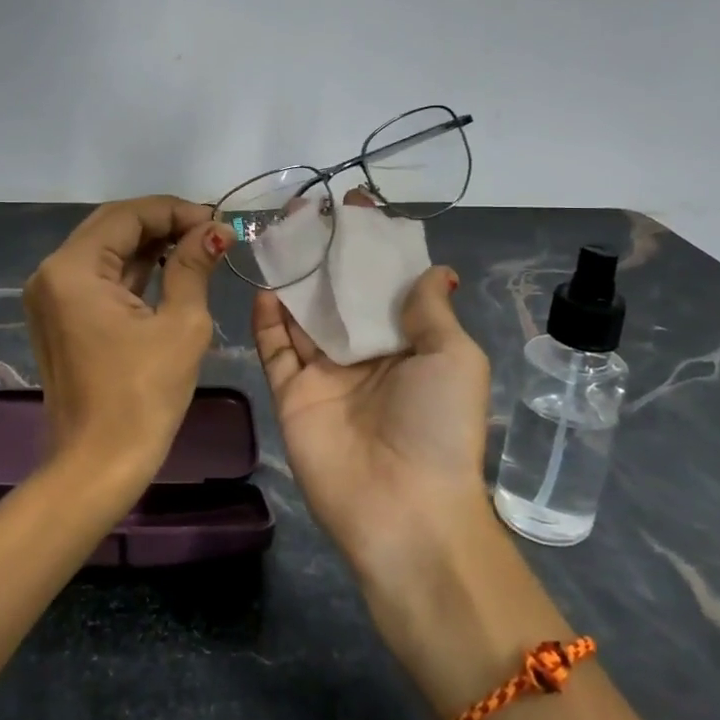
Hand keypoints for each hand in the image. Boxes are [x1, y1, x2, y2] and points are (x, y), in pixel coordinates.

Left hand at [24, 196, 230, 491]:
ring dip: (149, 244)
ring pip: (105, 250)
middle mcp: (52, 273)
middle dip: (162, 223)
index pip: (127, 215)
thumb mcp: (180, 325)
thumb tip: (214, 231)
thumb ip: (192, 267)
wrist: (98, 466)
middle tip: (209, 231)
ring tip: (198, 245)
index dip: (175, 211)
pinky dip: (132, 269)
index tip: (217, 222)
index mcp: (72, 269)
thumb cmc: (143, 396)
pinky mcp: (60, 317)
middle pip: (111, 227)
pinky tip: (169, 267)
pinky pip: (98, 277)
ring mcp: (51, 296)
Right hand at [252, 224, 492, 600]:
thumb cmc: (438, 425)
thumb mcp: (454, 359)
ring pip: (303, 318)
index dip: (372, 249)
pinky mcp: (293, 395)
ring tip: (280, 241)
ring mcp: (325, 376)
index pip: (386, 286)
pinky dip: (268, 321)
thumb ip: (431, 310)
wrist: (403, 509)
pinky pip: (276, 350)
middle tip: (307, 216)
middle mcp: (364, 356)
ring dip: (293, 281)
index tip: (354, 209)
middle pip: (340, 297)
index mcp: (408, 346)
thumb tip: (435, 269)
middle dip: (326, 257)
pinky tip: (265, 288)